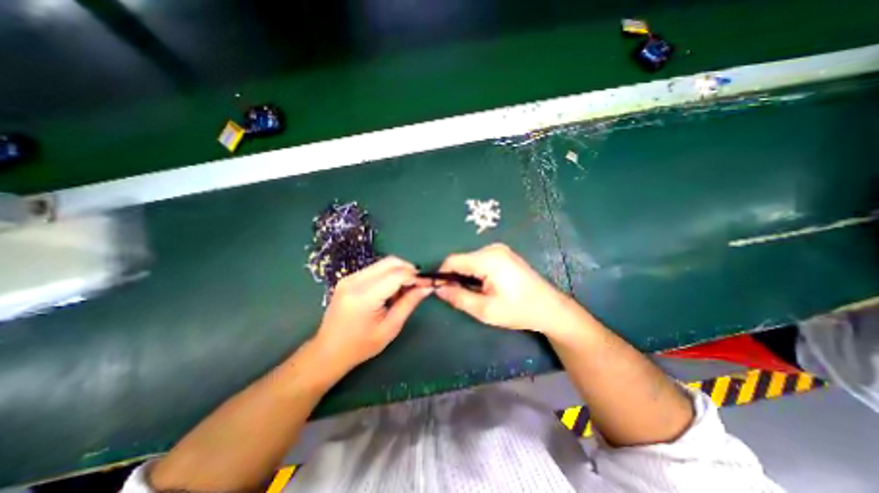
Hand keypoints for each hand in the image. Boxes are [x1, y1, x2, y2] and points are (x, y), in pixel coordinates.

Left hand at [312, 258, 431, 372]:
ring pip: (383, 263)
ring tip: (402, 291)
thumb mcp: (390, 328)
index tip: (428, 283)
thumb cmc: (361, 346)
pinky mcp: (348, 278)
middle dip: (409, 269)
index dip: (416, 276)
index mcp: (364, 296)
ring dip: (398, 272)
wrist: (328, 351)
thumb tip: (427, 286)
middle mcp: (355, 280)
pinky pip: (375, 269)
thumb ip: (409, 303)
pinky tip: (389, 291)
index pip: (397, 274)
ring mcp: (349, 277)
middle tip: (417, 285)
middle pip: (390, 262)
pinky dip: (388, 275)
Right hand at [436, 243, 573, 334]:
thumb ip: (458, 298)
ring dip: (465, 276)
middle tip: (456, 296)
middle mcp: (492, 249)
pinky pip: (480, 260)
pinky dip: (475, 273)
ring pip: (470, 260)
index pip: (453, 260)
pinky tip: (482, 286)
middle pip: (462, 259)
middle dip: (454, 276)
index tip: (437, 289)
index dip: (441, 274)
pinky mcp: (503, 254)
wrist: (550, 308)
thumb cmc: (518, 310)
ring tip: (472, 293)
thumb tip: (438, 289)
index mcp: (488, 259)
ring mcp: (499, 250)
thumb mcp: (485, 310)